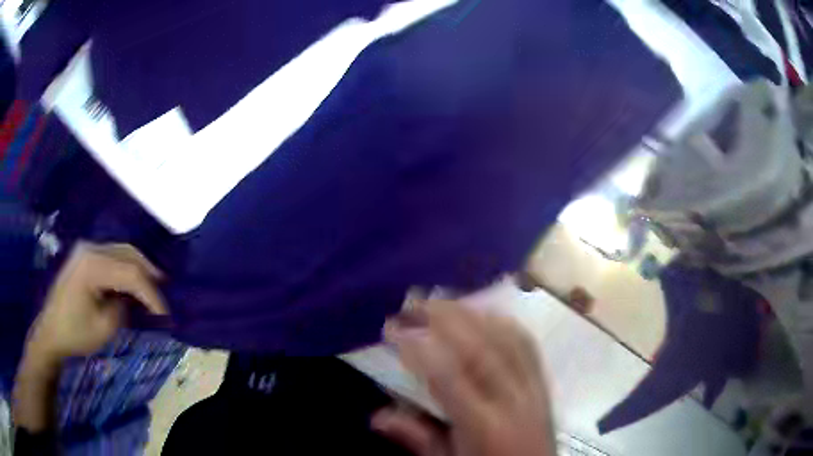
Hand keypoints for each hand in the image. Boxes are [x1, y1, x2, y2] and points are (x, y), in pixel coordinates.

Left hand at [25, 243, 166, 364]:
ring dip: (138, 269)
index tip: (165, 314)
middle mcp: (90, 249)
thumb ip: (123, 307)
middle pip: (128, 253)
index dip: (151, 293)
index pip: (130, 273)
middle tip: (165, 291)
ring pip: (121, 251)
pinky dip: (125, 269)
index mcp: (92, 265)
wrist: (51, 331)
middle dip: (148, 273)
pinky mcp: (84, 257)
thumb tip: (134, 298)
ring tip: (153, 286)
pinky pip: (111, 257)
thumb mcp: (104, 327)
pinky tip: (132, 283)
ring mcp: (86, 250)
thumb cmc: (75, 333)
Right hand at [373, 300, 555, 455]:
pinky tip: (484, 315)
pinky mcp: (544, 385)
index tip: (392, 328)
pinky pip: (526, 344)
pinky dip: (502, 323)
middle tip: (412, 302)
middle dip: (444, 318)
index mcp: (485, 427)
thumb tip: (377, 416)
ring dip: (472, 314)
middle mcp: (514, 400)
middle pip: (480, 348)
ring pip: (506, 338)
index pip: (450, 377)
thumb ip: (419, 440)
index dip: (418, 348)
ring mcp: (534, 389)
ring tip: (441, 302)